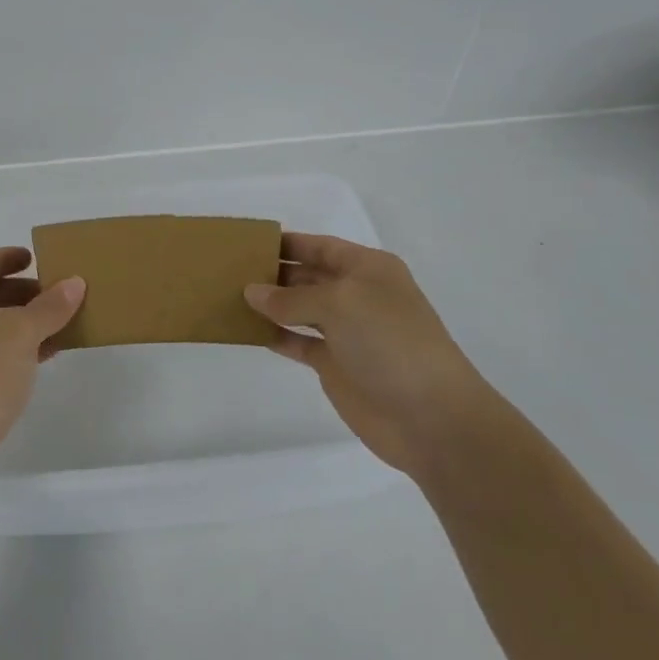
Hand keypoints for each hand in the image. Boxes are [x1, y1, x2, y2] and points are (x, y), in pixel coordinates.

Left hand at [0, 248, 84, 499]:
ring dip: (24, 322)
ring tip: (61, 324)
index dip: (5, 256)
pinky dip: (19, 350)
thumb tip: (74, 281)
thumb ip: (49, 306)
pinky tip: (45, 358)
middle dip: (21, 290)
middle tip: (57, 293)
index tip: (34, 258)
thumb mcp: (21, 334)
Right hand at [244, 233, 491, 481]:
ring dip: (269, 304)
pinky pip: (297, 341)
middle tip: (228, 270)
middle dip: (273, 272)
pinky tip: (247, 330)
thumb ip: (291, 297)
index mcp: (368, 269)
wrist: (431, 417)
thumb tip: (252, 292)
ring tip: (229, 296)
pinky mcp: (336, 364)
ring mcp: (347, 331)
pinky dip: (275, 335)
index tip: (248, 242)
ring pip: (299, 309)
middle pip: (308, 276)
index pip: (320, 246)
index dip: (287, 242)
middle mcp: (357, 295)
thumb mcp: (339, 304)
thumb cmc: (389, 342)